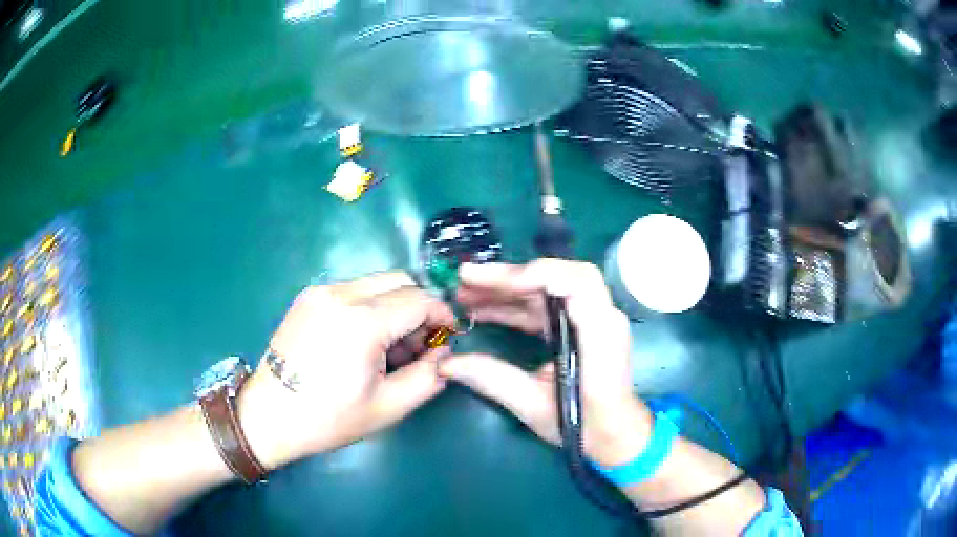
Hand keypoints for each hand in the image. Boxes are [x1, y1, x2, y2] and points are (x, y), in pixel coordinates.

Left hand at [237, 272, 454, 469]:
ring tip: (388, 348)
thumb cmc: (328, 418)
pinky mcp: (307, 296)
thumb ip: (429, 377)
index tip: (449, 336)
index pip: (420, 300)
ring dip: (395, 307)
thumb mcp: (388, 407)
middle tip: (418, 345)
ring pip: (376, 283)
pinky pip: (353, 290)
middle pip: (400, 281)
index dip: (442, 315)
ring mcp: (320, 291)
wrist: (268, 416)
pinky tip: (362, 340)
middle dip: (419, 308)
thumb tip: (444, 353)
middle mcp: (341, 293)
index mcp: (362, 321)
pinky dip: (370, 307)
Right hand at [440, 260, 652, 466]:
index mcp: (600, 333)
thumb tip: (446, 363)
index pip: (576, 281)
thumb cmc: (584, 426)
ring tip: (464, 296)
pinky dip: (514, 305)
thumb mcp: (536, 407)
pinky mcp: (578, 325)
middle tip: (463, 282)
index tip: (491, 283)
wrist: (613, 433)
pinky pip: (545, 306)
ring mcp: (590, 318)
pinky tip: (483, 310)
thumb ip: (494, 381)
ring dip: (506, 289)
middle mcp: (600, 316)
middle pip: (555, 278)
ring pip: (546, 289)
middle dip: (507, 278)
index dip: (533, 275)